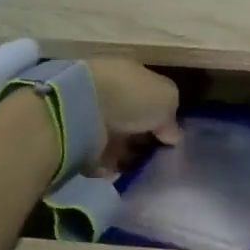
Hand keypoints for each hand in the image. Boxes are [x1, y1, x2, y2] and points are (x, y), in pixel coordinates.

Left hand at [85, 58, 181, 173]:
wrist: (82, 106)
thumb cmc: (130, 95)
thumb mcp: (166, 98)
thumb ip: (172, 117)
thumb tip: (172, 135)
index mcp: (132, 76)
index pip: (149, 97)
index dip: (162, 117)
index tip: (170, 138)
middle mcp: (111, 93)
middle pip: (133, 120)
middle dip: (143, 139)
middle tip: (157, 158)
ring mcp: (92, 117)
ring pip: (116, 140)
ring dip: (127, 155)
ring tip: (140, 170)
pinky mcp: (77, 141)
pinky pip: (98, 158)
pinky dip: (109, 167)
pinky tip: (120, 173)